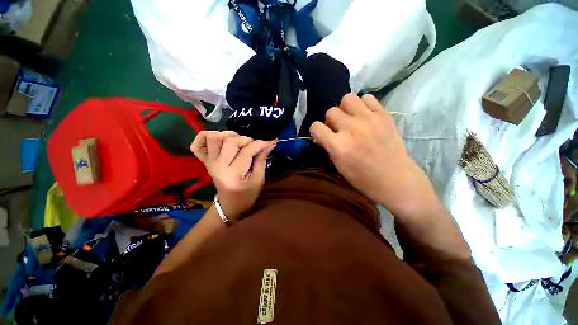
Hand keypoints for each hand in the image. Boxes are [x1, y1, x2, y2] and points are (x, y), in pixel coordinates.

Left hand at [191, 131, 275, 220]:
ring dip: (229, 135)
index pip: (246, 151)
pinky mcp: (205, 162)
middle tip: (254, 145)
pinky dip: (205, 136)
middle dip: (246, 139)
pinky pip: (197, 145)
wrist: (230, 204)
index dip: (259, 144)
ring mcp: (209, 163)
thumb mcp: (259, 180)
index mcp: (233, 174)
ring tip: (239, 141)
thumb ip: (262, 160)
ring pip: (214, 138)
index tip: (269, 143)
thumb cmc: (247, 195)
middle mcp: (218, 166)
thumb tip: (269, 143)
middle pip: (230, 141)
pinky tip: (218, 138)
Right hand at [310, 94, 441, 218]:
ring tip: (350, 118)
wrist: (395, 178)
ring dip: (345, 109)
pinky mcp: (383, 114)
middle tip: (338, 129)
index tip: (321, 135)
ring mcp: (369, 119)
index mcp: (339, 145)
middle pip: (331, 112)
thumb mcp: (339, 166)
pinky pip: (368, 98)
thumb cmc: (363, 178)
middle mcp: (351, 128)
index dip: (316, 131)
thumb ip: (328, 148)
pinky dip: (363, 105)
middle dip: (331, 121)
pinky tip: (364, 115)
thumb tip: (320, 137)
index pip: (316, 127)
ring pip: (347, 99)